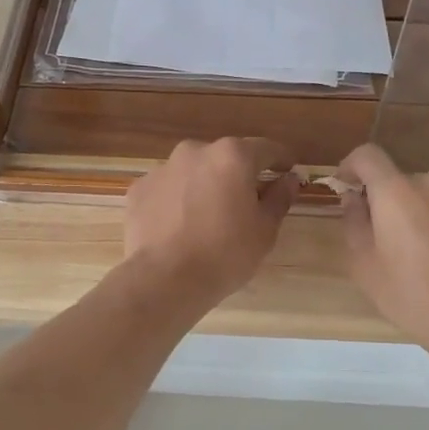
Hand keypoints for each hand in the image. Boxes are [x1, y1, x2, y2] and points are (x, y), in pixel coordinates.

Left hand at [124, 138, 298, 309]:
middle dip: (237, 176)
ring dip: (203, 187)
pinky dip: (175, 202)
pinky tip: (178, 228)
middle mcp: (195, 151)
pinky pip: (166, 190)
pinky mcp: (138, 189)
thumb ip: (279, 198)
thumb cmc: (225, 254)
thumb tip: (290, 178)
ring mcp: (162, 169)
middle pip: (225, 158)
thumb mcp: (264, 230)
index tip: (287, 172)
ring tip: (206, 220)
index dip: (280, 161)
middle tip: (244, 205)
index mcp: (232, 156)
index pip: (266, 149)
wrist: (164, 279)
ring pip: (193, 173)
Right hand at [337, 144, 428, 360]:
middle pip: (404, 182)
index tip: (349, 187)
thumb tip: (354, 198)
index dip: (352, 166)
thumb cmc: (413, 297)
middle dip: (395, 203)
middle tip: (396, 240)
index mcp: (396, 192)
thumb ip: (354, 223)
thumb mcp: (365, 267)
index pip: (367, 156)